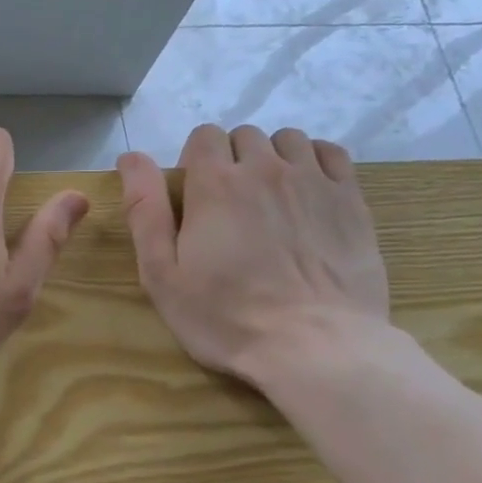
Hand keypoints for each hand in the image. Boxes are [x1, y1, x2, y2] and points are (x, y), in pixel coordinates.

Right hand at [117, 124, 388, 386]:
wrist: (316, 347)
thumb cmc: (226, 316)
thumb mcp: (162, 274)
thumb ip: (144, 211)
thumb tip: (130, 157)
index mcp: (214, 184)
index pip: (203, 136)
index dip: (194, 161)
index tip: (195, 199)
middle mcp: (265, 169)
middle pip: (244, 136)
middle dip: (232, 160)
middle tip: (230, 207)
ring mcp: (313, 181)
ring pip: (288, 139)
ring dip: (272, 158)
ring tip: (270, 199)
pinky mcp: (351, 200)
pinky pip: (331, 153)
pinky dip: (314, 162)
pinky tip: (307, 192)